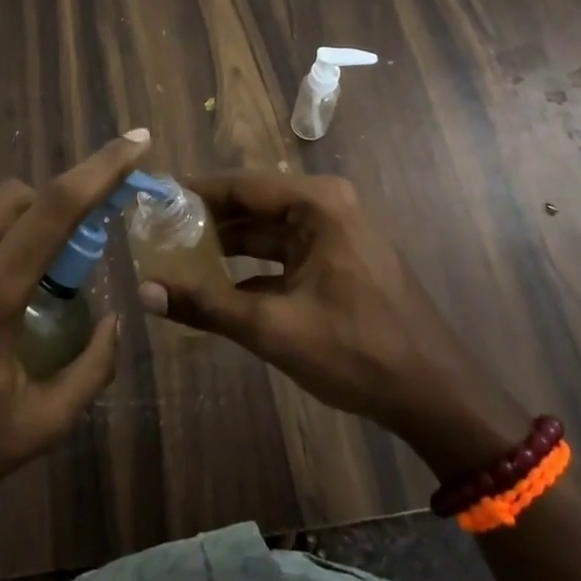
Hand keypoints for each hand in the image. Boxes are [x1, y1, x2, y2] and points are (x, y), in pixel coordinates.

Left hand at [0, 133, 149, 538]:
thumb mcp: (37, 427)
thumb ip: (91, 369)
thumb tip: (115, 321)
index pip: (57, 205)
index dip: (102, 166)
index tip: (136, 140)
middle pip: (12, 195)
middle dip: (47, 207)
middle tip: (58, 259)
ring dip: (3, 238)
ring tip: (0, 300)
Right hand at [137, 172, 526, 475]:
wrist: (436, 395)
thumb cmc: (357, 351)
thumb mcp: (274, 329)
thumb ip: (207, 306)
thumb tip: (144, 291)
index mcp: (316, 204)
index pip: (240, 185)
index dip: (193, 194)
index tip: (152, 202)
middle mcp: (326, 207)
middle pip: (252, 206)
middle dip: (206, 223)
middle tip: (155, 235)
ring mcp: (335, 234)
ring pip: (266, 233)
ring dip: (226, 248)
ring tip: (175, 259)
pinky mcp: (339, 262)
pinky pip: (284, 255)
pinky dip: (251, 270)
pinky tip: (215, 290)